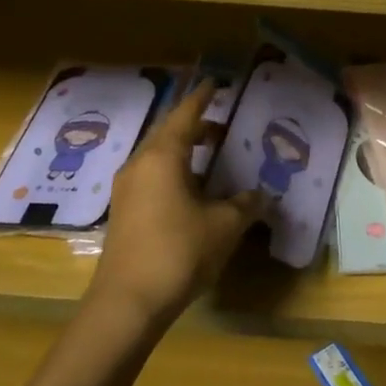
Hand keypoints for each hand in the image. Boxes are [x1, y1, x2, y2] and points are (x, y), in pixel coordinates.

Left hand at [88, 81, 264, 325]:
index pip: (186, 115)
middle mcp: (140, 164)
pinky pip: (151, 176)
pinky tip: (192, 189)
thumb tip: (261, 194)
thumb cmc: (179, 252)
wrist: (128, 303)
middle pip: (168, 133)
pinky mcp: (123, 212)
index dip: (202, 97)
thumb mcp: (225, 225)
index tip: (215, 83)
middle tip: (221, 124)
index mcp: (163, 156)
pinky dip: (174, 170)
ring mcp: (127, 189)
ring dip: (184, 150)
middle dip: (195, 125)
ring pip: (157, 156)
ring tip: (211, 154)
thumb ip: (245, 204)